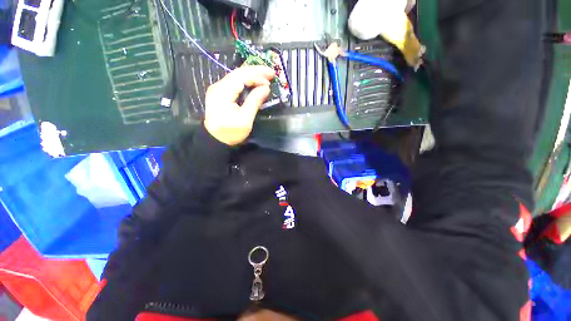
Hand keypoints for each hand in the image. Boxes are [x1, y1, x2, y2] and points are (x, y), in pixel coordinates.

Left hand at [204, 66, 274, 145]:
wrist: (215, 140)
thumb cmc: (231, 132)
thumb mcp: (245, 119)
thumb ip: (255, 101)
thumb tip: (266, 88)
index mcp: (223, 92)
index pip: (241, 77)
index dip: (257, 75)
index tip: (270, 79)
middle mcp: (218, 86)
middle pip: (238, 73)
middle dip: (256, 71)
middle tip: (271, 73)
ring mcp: (218, 89)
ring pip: (236, 76)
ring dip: (251, 75)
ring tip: (265, 76)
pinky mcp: (220, 93)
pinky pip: (234, 82)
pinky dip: (246, 81)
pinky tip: (254, 82)